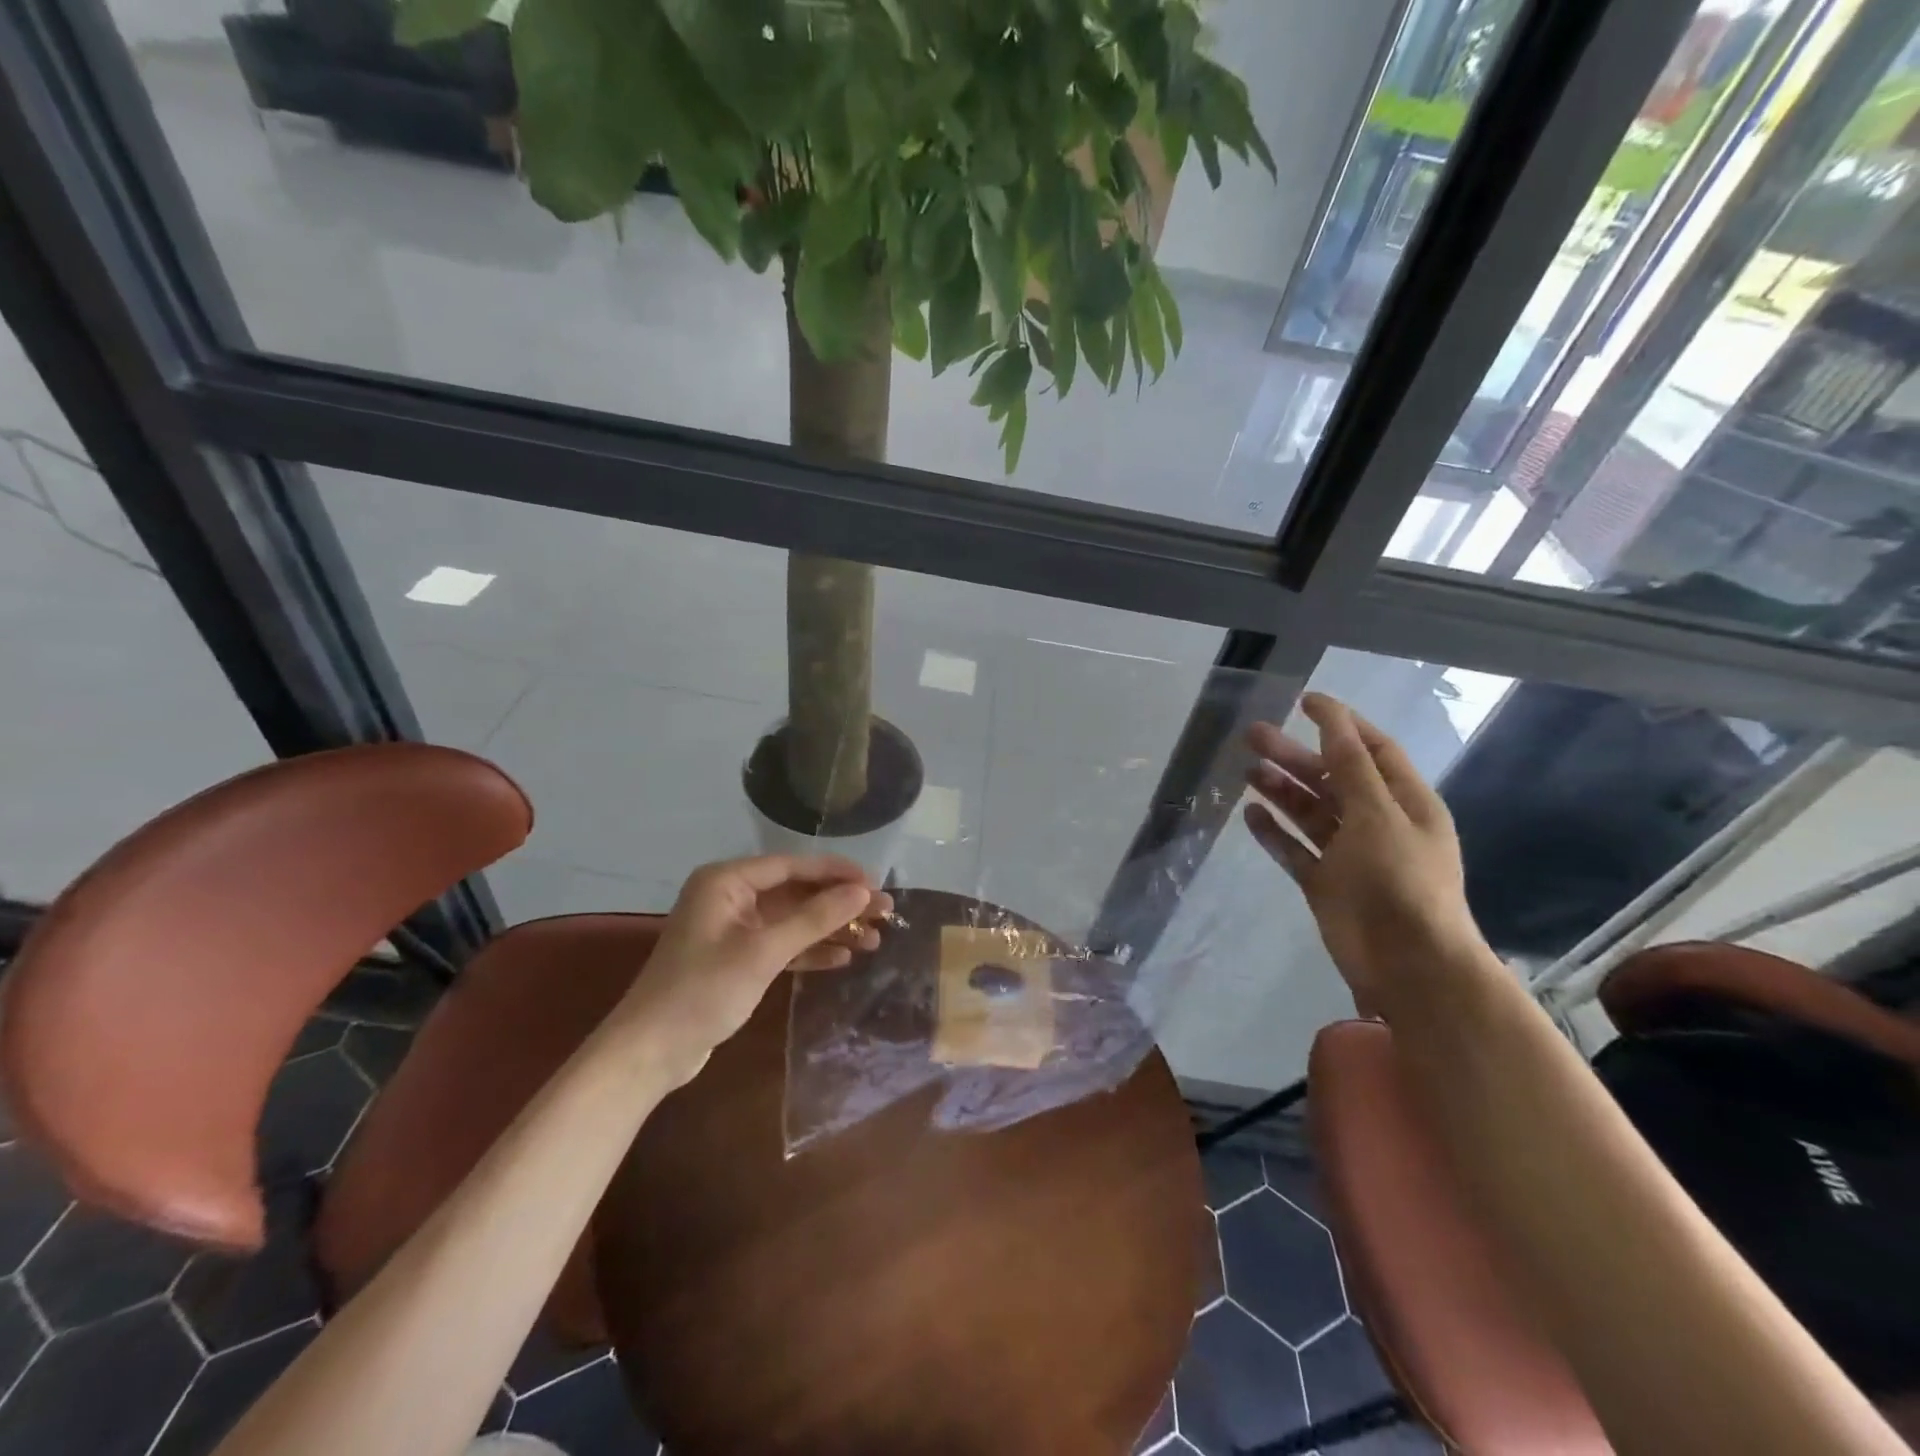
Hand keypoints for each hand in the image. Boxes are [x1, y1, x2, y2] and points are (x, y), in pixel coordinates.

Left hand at [616, 855, 890, 1085]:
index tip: (875, 882)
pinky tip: (842, 957)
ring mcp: (733, 928)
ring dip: (830, 929)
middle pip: (797, 892)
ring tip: (874, 939)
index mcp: (727, 881)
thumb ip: (814, 918)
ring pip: (793, 920)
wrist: (650, 1051)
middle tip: (884, 913)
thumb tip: (863, 891)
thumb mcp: (764, 952)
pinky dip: (810, 950)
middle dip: (839, 904)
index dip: (837, 873)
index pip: (793, 865)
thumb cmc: (703, 991)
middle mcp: (730, 896)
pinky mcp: (737, 958)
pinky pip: (782, 944)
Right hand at [1244, 693, 1490, 1018]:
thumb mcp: (1378, 814)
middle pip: (1332, 778)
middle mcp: (1378, 823)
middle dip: (1295, 755)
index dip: (1340, 724)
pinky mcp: (1325, 883)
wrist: (1407, 964)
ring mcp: (1350, 855)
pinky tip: (1250, 814)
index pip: (1371, 750)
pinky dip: (1274, 832)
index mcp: (1405, 802)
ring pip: (1310, 812)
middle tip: (1253, 735)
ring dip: (1281, 789)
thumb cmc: (1399, 881)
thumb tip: (1331, 717)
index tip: (1303, 702)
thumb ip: (1350, 766)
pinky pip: (1295, 849)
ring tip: (1246, 769)